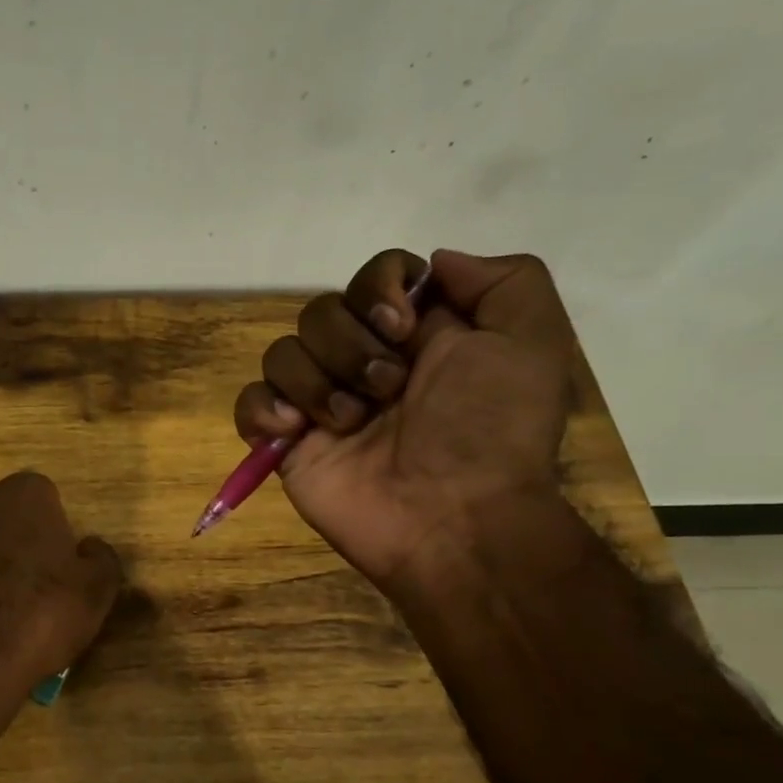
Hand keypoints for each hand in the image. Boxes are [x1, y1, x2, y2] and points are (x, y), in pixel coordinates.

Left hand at [0, 472, 121, 741]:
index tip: (58, 571)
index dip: (53, 534)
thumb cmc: (37, 616)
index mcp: (23, 495)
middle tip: (27, 593)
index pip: (44, 499)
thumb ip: (100, 559)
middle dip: (12, 546)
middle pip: (0, 519)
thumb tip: (90, 548)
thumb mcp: (95, 592)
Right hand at [232, 249, 573, 590]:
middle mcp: (364, 362)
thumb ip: (504, 280)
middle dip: (350, 347)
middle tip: (388, 391)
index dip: (378, 290)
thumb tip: (433, 263)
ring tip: (351, 424)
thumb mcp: (532, 343)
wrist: (453, 518)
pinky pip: (250, 402)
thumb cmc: (489, 431)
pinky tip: (297, 433)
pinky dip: (265, 411)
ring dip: (316, 383)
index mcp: (416, 335)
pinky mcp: (286, 442)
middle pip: (320, 311)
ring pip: (281, 352)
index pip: (374, 276)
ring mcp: (320, 403)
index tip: (401, 329)